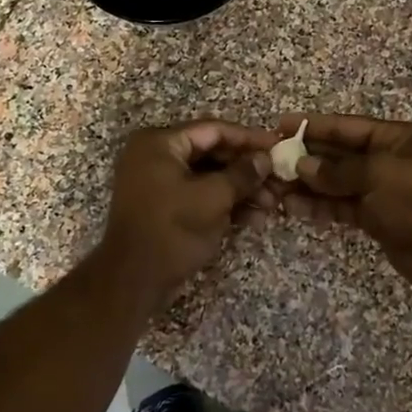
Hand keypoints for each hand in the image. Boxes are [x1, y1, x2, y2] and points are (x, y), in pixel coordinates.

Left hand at [96, 120, 279, 309]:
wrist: (133, 280)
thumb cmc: (172, 230)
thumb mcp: (213, 198)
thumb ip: (242, 174)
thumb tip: (265, 159)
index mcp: (160, 142)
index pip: (213, 130)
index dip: (249, 138)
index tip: (278, 147)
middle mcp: (155, 155)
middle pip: (212, 153)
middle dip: (247, 170)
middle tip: (279, 181)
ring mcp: (157, 181)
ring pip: (208, 176)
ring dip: (240, 190)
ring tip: (271, 205)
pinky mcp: (163, 205)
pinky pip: (198, 194)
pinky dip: (224, 204)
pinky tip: (254, 219)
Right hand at [277, 114, 411, 294]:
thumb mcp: (378, 176)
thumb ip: (337, 171)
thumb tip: (302, 166)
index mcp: (397, 137)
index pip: (347, 126)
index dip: (314, 125)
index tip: (281, 124)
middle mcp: (388, 159)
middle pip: (339, 154)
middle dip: (306, 158)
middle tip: (271, 161)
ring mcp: (382, 189)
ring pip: (337, 183)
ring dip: (308, 186)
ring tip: (275, 189)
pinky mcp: (376, 217)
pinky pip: (342, 206)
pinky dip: (321, 207)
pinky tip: (294, 209)